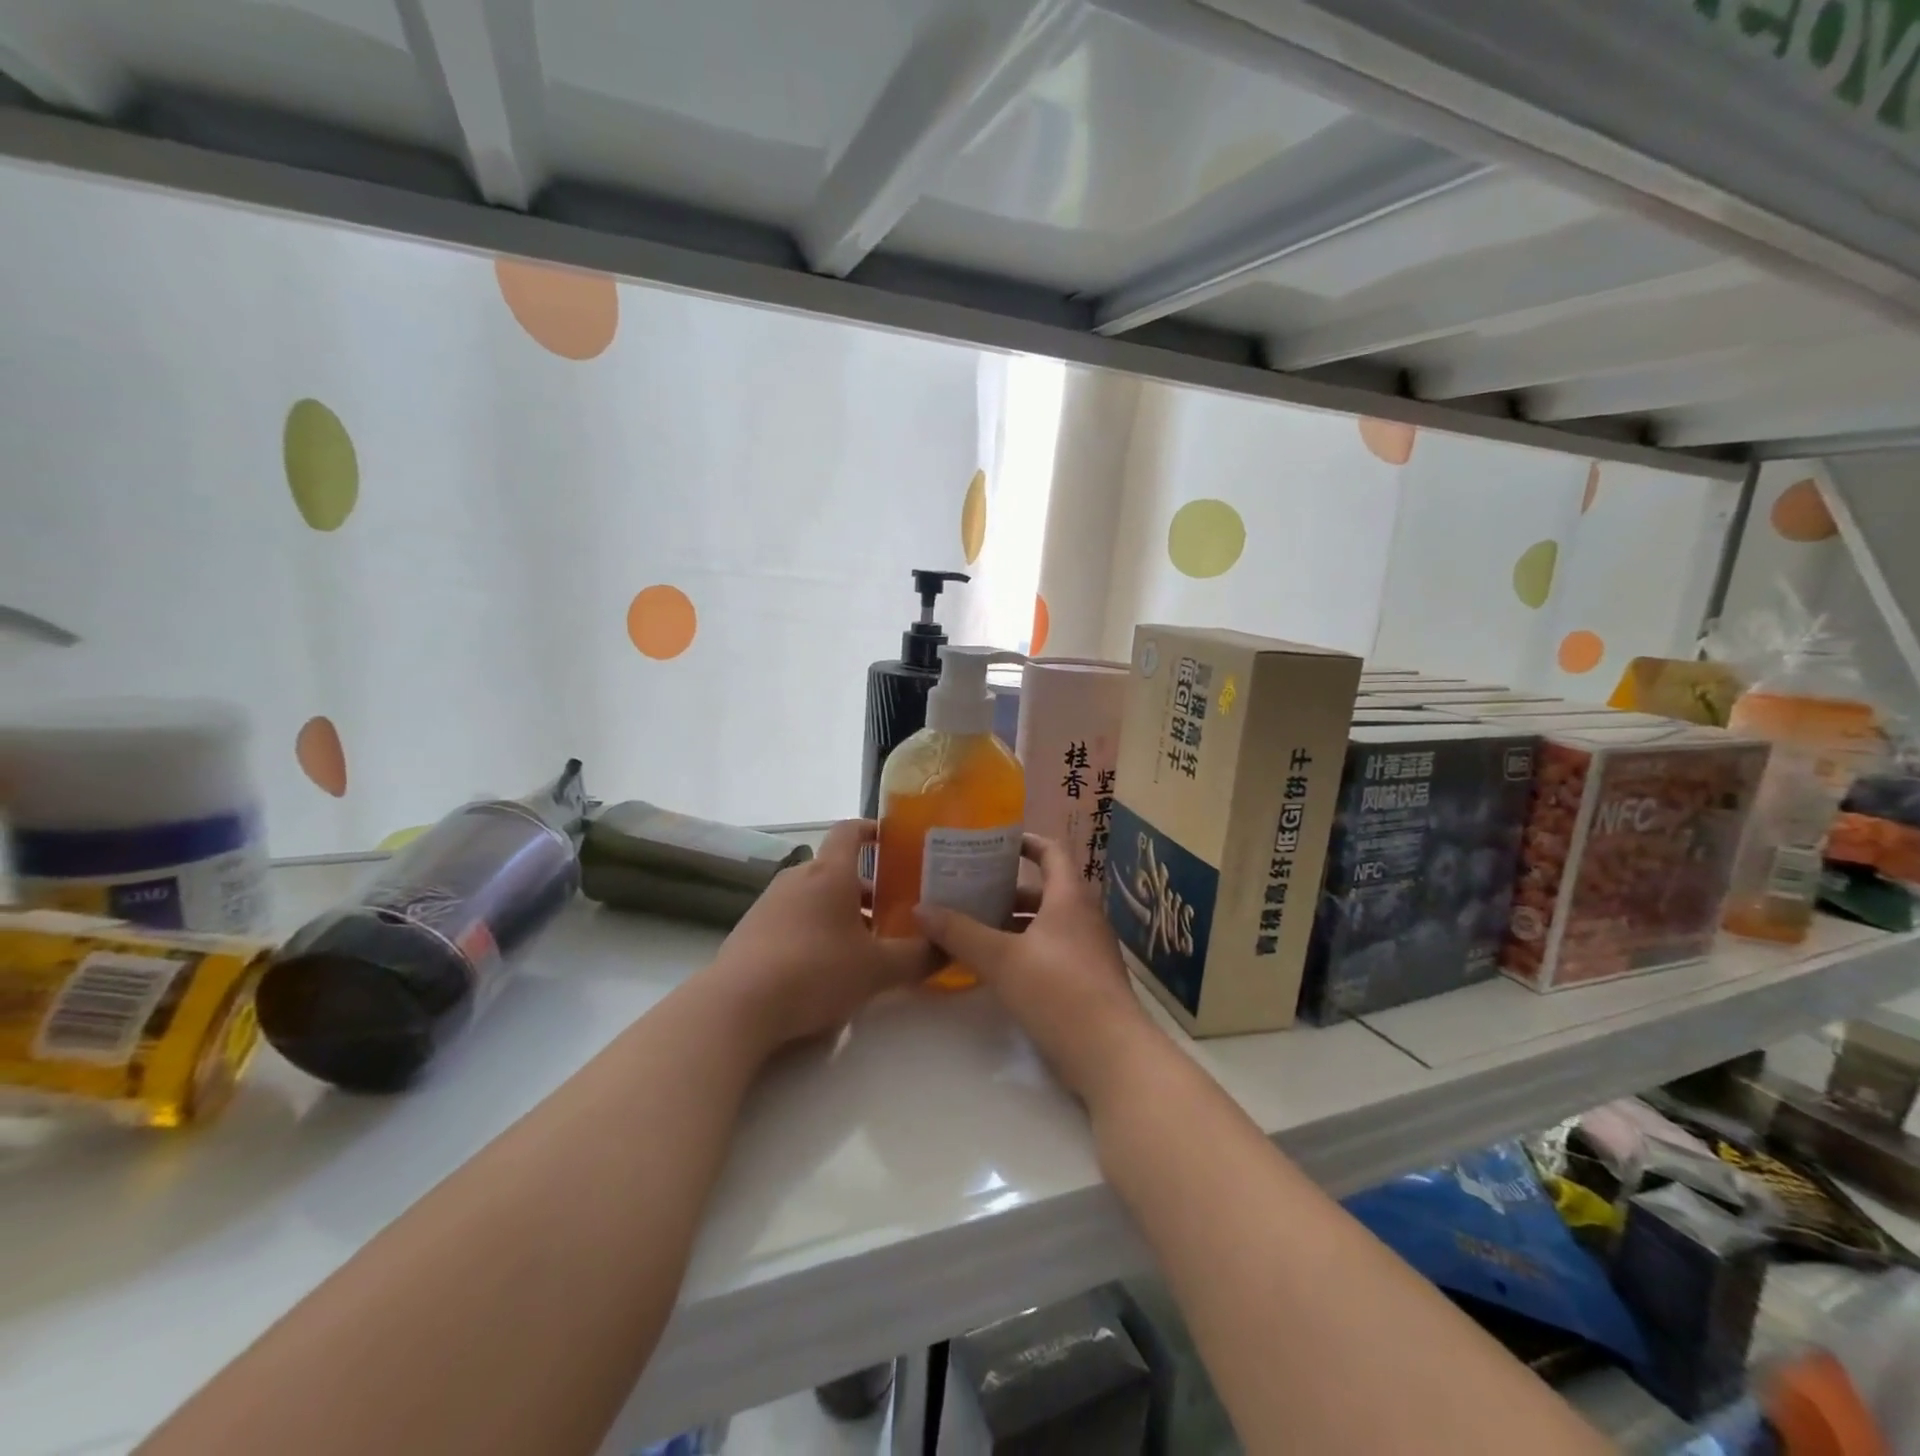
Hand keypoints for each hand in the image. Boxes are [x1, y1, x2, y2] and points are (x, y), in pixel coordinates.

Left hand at [709, 820, 935, 1053]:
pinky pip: (792, 918)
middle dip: (865, 887)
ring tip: (863, 945)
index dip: (872, 830)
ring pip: (814, 896)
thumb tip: (949, 949)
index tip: (892, 840)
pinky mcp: (750, 931)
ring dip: (840, 912)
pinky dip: (813, 929)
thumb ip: (918, 958)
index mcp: (830, 873)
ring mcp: (769, 904)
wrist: (737, 1006)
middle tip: (893, 911)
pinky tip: (822, 966)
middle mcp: (798, 878)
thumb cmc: (815, 971)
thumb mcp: (877, 970)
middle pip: (836, 869)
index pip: (850, 831)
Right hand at [915, 835, 1160, 1105]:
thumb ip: (960, 933)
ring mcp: (1090, 950)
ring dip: (1013, 923)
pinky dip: (1026, 949)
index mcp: (1070, 898)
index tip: (995, 842)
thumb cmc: (1058, 992)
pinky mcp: (1089, 981)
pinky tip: (997, 967)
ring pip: (1047, 924)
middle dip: (1006, 890)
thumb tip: (920, 909)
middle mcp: (1084, 917)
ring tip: (973, 928)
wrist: (1111, 1055)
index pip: (1051, 852)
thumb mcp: (1001, 959)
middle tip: (968, 891)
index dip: (1025, 842)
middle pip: (1044, 891)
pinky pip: (1053, 950)